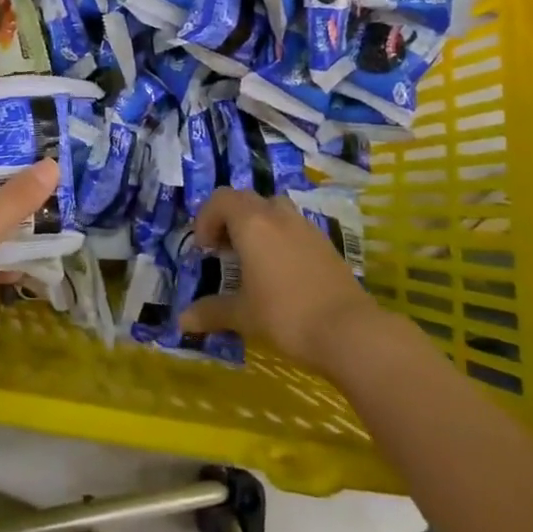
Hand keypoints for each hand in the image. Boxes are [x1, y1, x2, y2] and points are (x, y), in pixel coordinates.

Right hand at [180, 188, 381, 372]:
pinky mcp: (325, 243)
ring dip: (257, 223)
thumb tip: (182, 321)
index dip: (206, 218)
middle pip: (245, 199)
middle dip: (229, 218)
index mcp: (251, 223)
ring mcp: (305, 227)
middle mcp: (277, 215)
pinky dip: (280, 237)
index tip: (205, 250)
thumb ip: (211, 312)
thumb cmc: (286, 315)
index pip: (221, 199)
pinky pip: (294, 226)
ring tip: (253, 256)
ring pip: (273, 208)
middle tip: (224, 250)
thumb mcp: (244, 315)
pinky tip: (282, 271)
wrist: (350, 331)